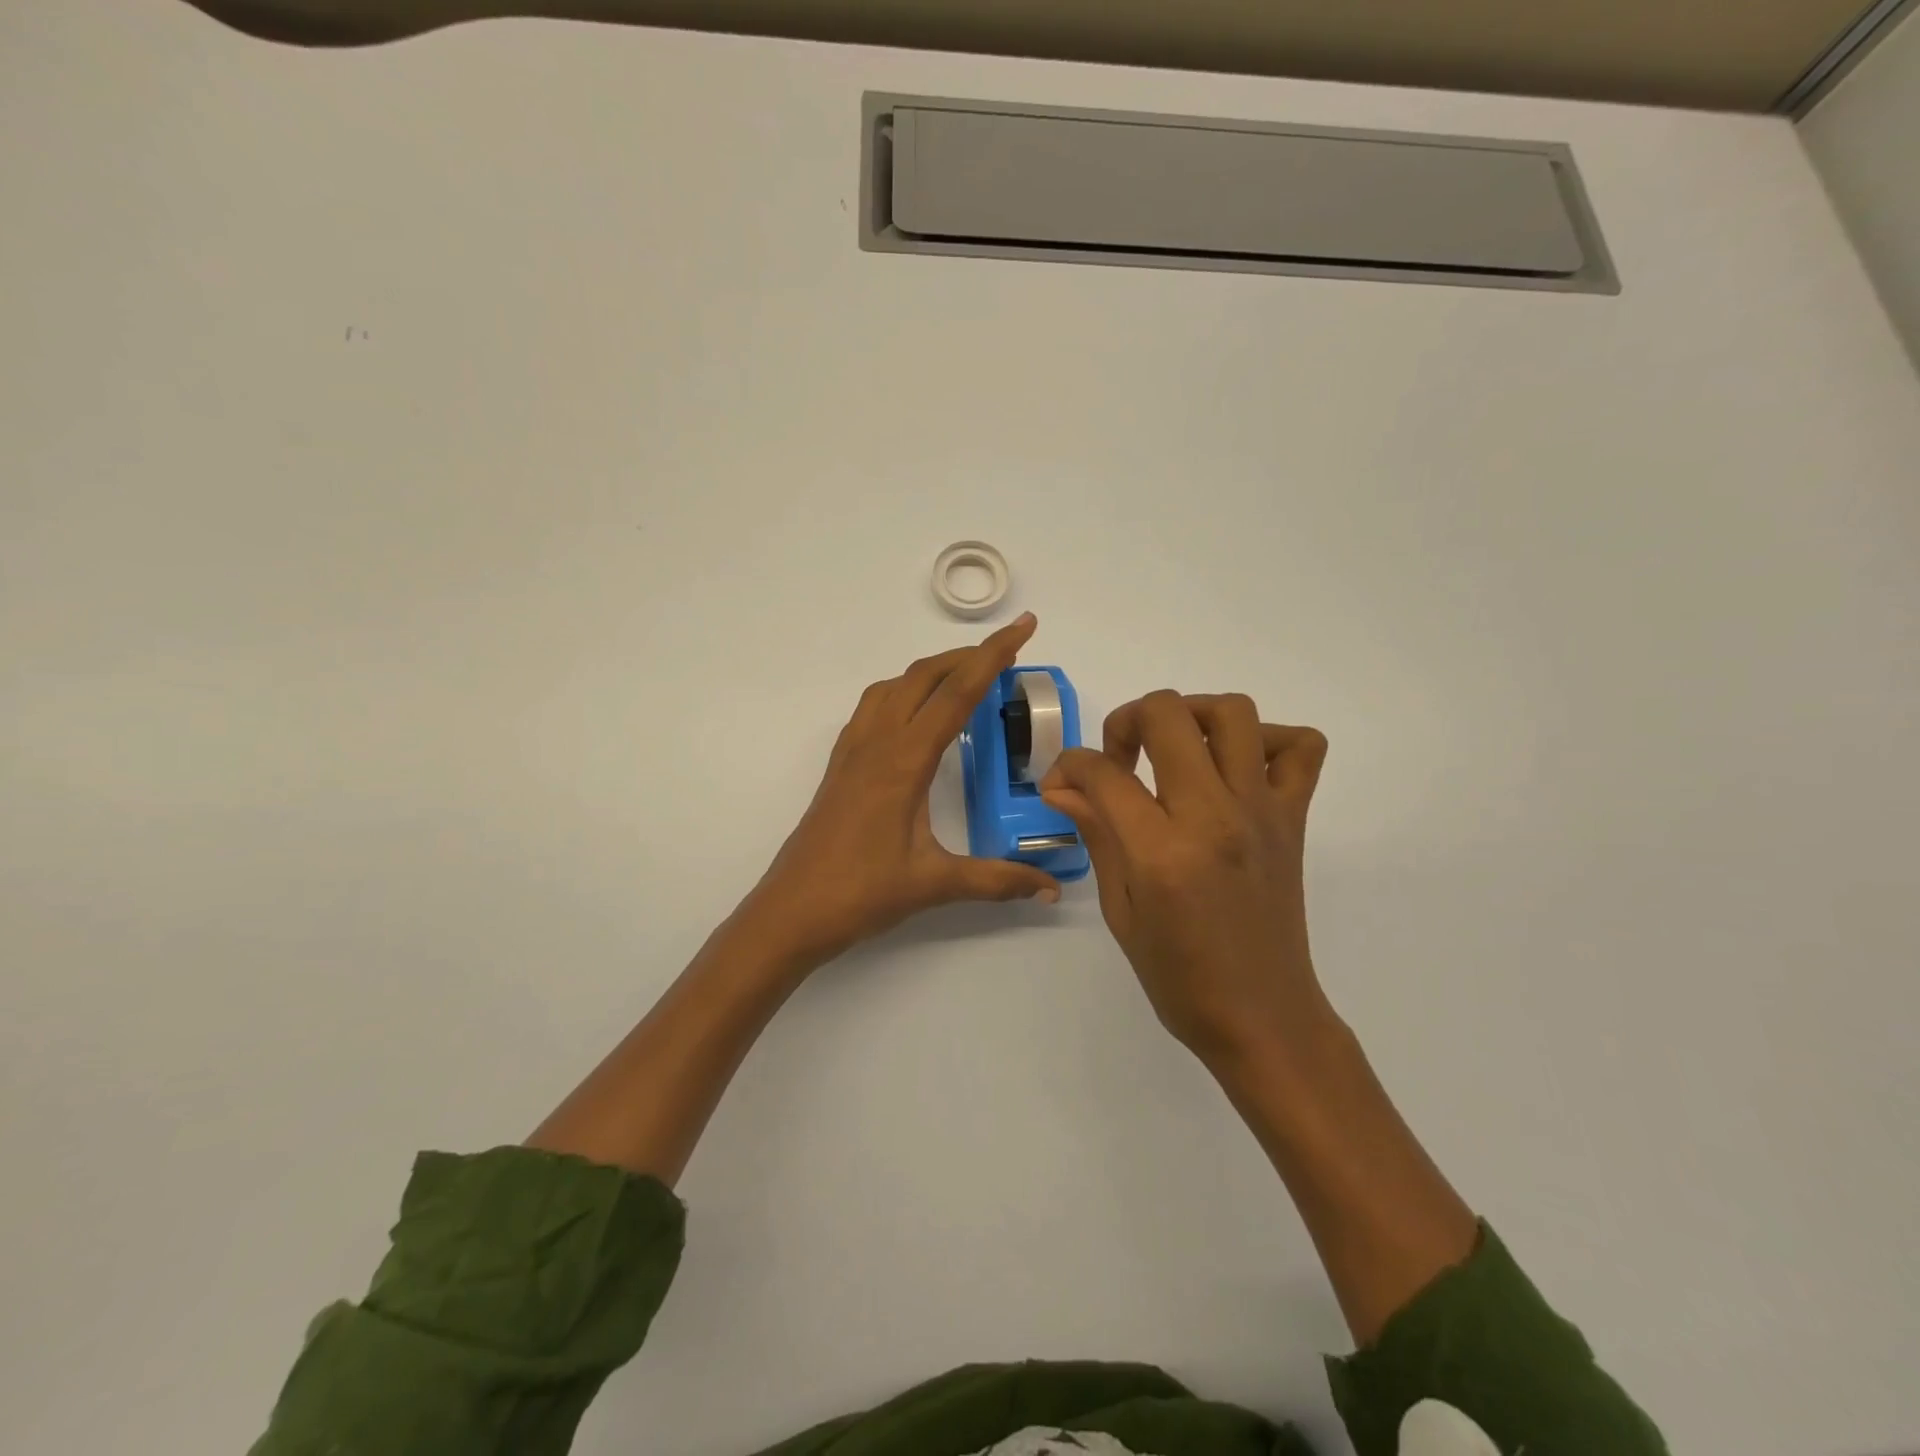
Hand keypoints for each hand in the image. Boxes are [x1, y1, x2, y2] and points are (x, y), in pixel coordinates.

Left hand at [741, 613, 1061, 966]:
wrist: (791, 911)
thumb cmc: (861, 893)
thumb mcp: (935, 885)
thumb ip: (996, 880)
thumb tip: (1051, 889)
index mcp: (904, 761)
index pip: (957, 693)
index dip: (993, 655)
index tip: (1024, 627)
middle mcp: (876, 743)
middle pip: (924, 676)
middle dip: (968, 655)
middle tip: (1007, 652)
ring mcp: (853, 751)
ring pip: (894, 686)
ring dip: (932, 670)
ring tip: (965, 676)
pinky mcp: (840, 765)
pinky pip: (873, 707)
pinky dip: (903, 691)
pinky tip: (915, 714)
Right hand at [1040, 691, 1329, 1064]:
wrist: (1261, 1016)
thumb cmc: (1178, 976)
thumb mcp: (1121, 910)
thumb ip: (1097, 834)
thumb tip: (1063, 787)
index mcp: (1161, 851)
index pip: (1103, 772)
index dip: (1069, 767)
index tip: (1062, 785)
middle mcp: (1214, 816)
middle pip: (1166, 714)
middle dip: (1126, 721)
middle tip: (1119, 758)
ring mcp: (1261, 811)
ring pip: (1232, 712)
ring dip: (1191, 714)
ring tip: (1173, 748)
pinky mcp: (1294, 818)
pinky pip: (1301, 748)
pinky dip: (1269, 740)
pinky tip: (1236, 768)